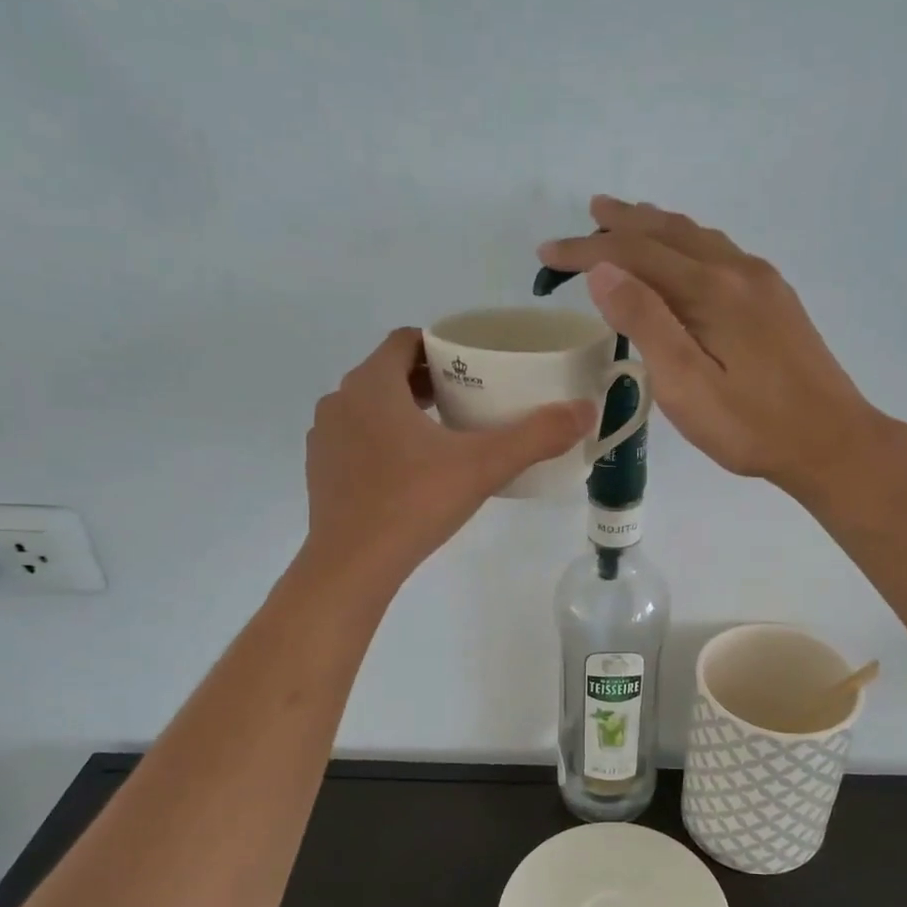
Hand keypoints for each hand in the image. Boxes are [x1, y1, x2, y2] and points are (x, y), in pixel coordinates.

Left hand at [304, 328, 596, 588]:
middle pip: (389, 373)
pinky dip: (382, 441)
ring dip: (403, 410)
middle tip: (469, 398)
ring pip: (370, 407)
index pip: (405, 341)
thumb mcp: (483, 466)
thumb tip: (585, 411)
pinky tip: (411, 472)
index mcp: (373, 384)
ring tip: (444, 434)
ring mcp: (325, 437)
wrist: (352, 566)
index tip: (472, 364)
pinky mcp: (320, 471)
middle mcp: (341, 400)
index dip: (440, 346)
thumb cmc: (414, 503)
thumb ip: (535, 436)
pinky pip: (356, 439)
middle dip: (428, 380)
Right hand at [537, 197, 895, 495]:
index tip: (547, 253)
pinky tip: (684, 256)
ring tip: (627, 221)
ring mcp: (763, 282)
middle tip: (587, 215)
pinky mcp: (776, 300)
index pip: (636, 253)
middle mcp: (738, 271)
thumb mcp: (687, 385)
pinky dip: (686, 243)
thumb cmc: (751, 426)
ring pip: (698, 238)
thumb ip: (646, 324)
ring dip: (657, 227)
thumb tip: (603, 270)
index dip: (587, 249)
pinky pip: (719, 252)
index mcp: (711, 290)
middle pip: (669, 232)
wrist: (831, 441)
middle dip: (622, 224)